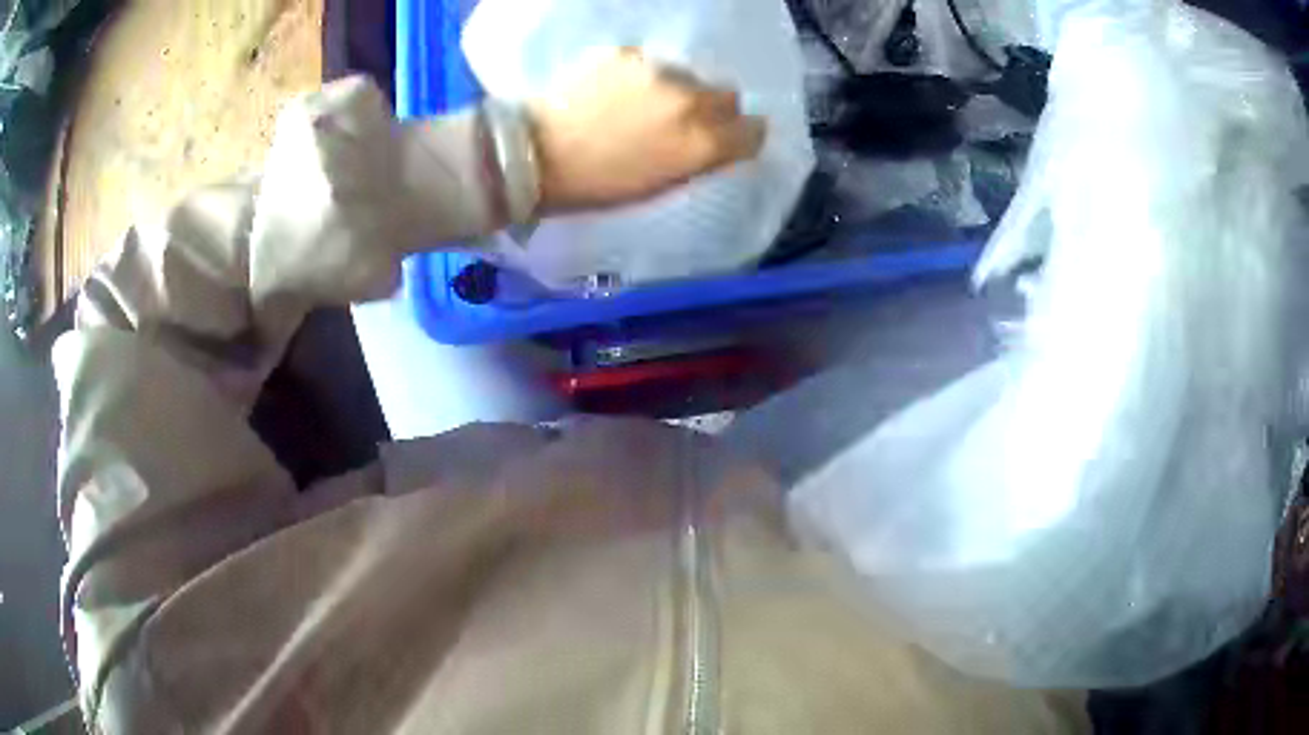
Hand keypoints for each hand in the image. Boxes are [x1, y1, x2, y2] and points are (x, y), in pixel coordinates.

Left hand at [528, 48, 766, 213]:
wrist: (532, 157)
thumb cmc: (596, 186)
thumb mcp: (660, 185)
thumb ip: (698, 158)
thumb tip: (717, 140)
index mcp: (703, 145)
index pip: (754, 131)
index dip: (740, 136)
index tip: (725, 139)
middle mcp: (691, 101)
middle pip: (727, 95)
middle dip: (711, 108)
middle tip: (677, 121)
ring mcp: (658, 71)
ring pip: (687, 75)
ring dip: (674, 88)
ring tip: (636, 105)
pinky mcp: (626, 53)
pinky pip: (649, 63)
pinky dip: (639, 76)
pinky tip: (611, 91)